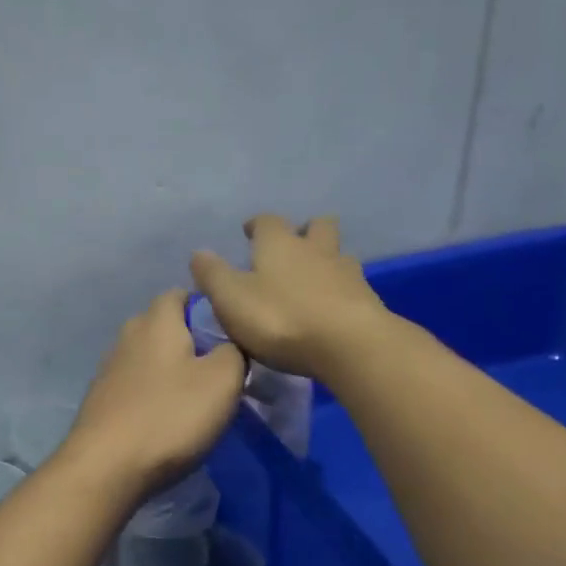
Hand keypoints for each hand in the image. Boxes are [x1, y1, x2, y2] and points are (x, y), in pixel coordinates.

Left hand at [63, 289, 247, 495]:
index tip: (231, 336)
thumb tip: (229, 345)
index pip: (181, 293)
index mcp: (156, 320)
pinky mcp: (101, 401)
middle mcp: (127, 336)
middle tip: (219, 370)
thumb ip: (234, 351)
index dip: (208, 308)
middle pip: (164, 326)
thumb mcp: (223, 381)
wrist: (106, 468)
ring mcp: (109, 369)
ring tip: (195, 399)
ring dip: (171, 371)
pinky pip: (135, 386)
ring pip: (148, 358)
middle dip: (191, 341)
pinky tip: (166, 420)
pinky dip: (153, 395)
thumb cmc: (169, 417)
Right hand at [189, 214, 385, 380]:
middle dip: (304, 230)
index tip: (249, 232)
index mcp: (279, 243)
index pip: (267, 221)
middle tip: (292, 246)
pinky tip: (331, 306)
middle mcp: (315, 249)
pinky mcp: (366, 300)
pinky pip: (351, 285)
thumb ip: (213, 275)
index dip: (257, 225)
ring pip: (337, 254)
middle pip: (316, 226)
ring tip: (313, 279)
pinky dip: (339, 290)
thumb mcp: (232, 299)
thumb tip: (198, 253)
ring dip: (325, 260)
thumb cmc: (281, 318)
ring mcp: (346, 272)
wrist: (348, 344)